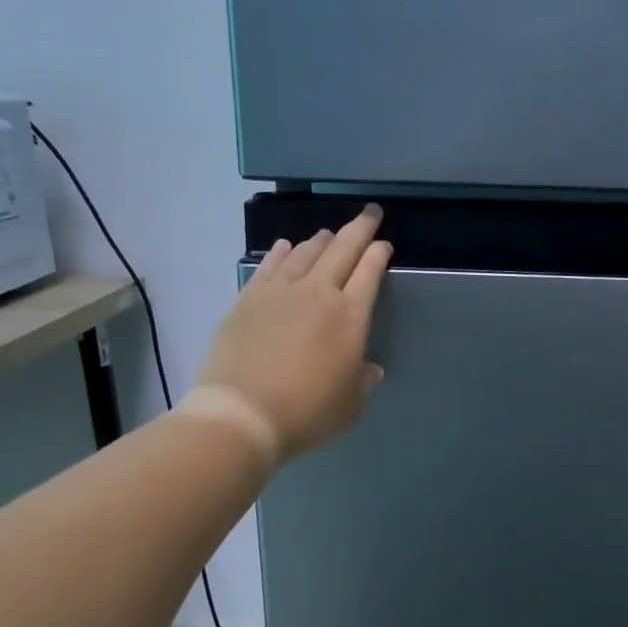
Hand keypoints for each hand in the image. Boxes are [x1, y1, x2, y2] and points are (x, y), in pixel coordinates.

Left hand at [193, 205, 392, 463]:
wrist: (243, 413)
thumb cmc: (307, 412)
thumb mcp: (351, 404)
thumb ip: (364, 380)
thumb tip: (368, 367)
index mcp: (350, 316)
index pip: (370, 272)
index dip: (379, 253)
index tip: (384, 244)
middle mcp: (318, 293)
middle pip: (343, 249)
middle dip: (360, 228)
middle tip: (370, 213)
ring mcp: (280, 291)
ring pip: (306, 252)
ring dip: (321, 240)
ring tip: (328, 234)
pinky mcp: (249, 298)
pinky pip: (270, 265)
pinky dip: (282, 252)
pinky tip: (285, 246)